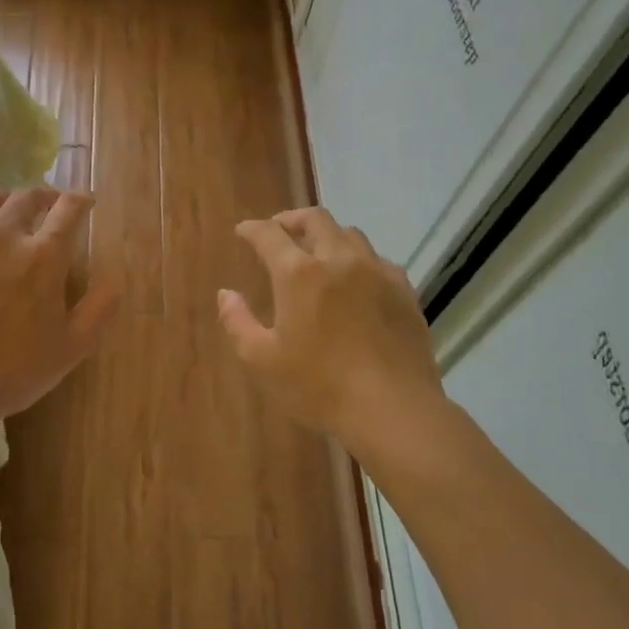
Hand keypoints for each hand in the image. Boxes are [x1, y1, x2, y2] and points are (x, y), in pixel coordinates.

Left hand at [0, 188, 120, 445]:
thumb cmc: (14, 372)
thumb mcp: (73, 347)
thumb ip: (100, 307)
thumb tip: (117, 277)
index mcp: (42, 256)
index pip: (68, 209)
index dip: (80, 200)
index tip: (85, 202)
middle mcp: (1, 236)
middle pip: (25, 196)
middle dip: (44, 195)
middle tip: (49, 205)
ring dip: (3, 199)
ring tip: (7, 209)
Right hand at [218, 208, 444, 454]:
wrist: (394, 409)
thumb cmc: (320, 385)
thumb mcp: (263, 360)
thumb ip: (238, 322)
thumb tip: (225, 294)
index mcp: (299, 273)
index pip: (269, 234)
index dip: (252, 229)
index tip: (243, 231)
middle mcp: (339, 259)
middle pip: (315, 219)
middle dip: (291, 219)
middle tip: (279, 231)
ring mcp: (377, 271)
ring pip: (350, 234)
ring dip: (327, 235)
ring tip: (318, 252)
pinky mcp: (404, 290)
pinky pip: (377, 259)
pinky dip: (358, 259)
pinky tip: (356, 279)